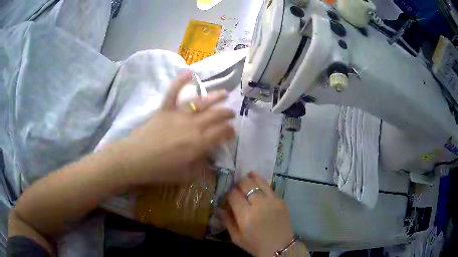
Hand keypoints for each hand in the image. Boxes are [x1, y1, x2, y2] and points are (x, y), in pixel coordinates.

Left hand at [113, 71, 234, 184]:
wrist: (136, 159)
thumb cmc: (160, 170)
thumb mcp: (186, 175)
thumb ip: (200, 166)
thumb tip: (207, 157)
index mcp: (200, 143)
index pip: (221, 133)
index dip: (230, 131)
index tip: (232, 131)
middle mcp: (193, 125)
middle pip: (216, 115)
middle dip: (227, 113)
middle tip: (231, 113)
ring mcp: (179, 115)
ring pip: (201, 102)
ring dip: (215, 97)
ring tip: (225, 93)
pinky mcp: (165, 109)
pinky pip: (173, 92)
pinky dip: (180, 81)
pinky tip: (189, 72)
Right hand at [221, 171, 294, 256]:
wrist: (280, 247)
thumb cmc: (255, 244)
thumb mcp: (236, 237)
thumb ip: (227, 221)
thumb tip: (217, 208)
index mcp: (246, 216)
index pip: (233, 196)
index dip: (229, 194)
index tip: (228, 197)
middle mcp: (259, 205)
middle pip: (246, 185)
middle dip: (238, 184)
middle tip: (236, 187)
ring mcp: (272, 201)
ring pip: (259, 182)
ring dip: (250, 178)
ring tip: (246, 177)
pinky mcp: (281, 201)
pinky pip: (269, 187)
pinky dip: (261, 182)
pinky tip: (257, 179)